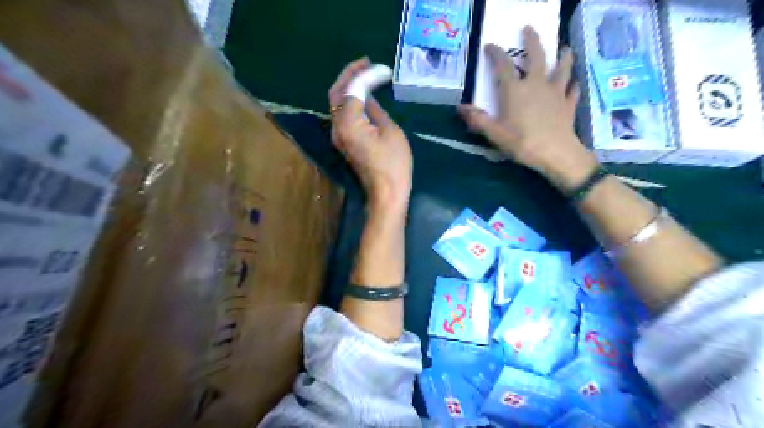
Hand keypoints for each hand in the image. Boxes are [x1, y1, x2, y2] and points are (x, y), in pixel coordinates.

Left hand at [328, 58, 411, 212]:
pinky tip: (361, 94)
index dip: (366, 75)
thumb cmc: (394, 164)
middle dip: (349, 74)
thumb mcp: (390, 131)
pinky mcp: (343, 142)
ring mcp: (338, 136)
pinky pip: (341, 114)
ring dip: (347, 86)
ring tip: (364, 73)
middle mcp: (337, 128)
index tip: (383, 68)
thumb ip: (374, 109)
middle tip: (366, 62)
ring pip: (335, 103)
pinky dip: (349, 100)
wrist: (386, 193)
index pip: (351, 90)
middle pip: (335, 93)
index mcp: (349, 124)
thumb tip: (367, 95)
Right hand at [456, 27, 598, 192]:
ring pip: (562, 68)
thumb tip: (460, 108)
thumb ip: (477, 119)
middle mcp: (536, 85)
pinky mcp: (568, 104)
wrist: (556, 153)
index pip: (503, 66)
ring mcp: (555, 93)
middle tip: (529, 29)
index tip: (490, 46)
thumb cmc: (522, 143)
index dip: (495, 54)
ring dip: (563, 56)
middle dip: (532, 41)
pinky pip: (572, 90)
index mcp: (515, 91)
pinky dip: (572, 85)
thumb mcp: (494, 133)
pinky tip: (573, 84)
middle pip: (537, 56)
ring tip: (565, 48)